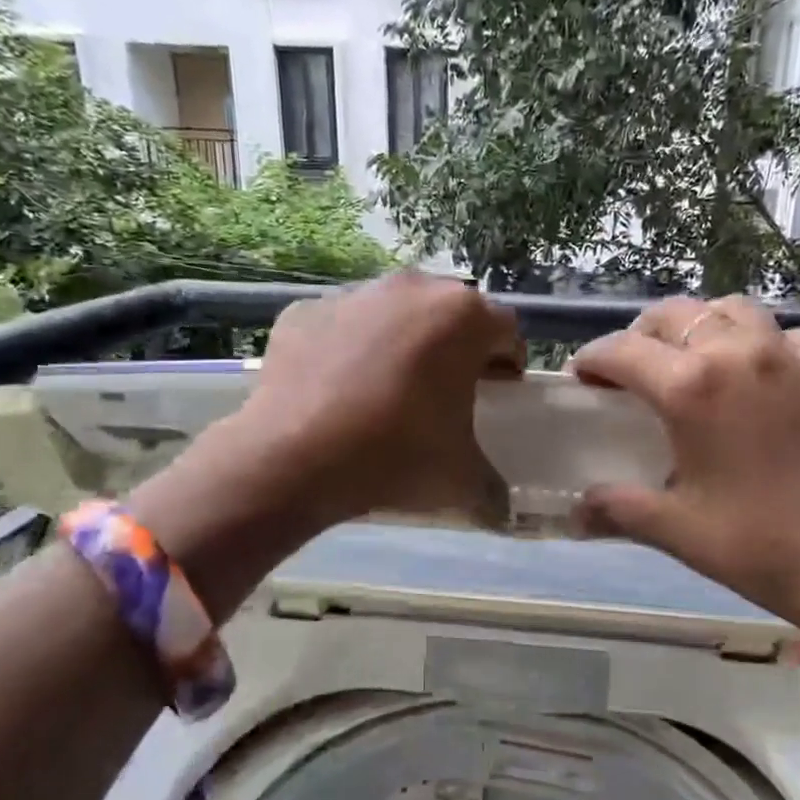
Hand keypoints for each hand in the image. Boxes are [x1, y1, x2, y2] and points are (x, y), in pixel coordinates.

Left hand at [229, 270, 524, 527]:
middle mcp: (412, 288)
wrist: (293, 458)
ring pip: (395, 313)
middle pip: (450, 314)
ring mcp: (354, 294)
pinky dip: (349, 349)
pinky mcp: (305, 310)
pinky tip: (339, 392)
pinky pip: (343, 326)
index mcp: (464, 317)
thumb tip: (503, 512)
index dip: (507, 364)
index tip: (495, 395)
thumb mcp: (461, 481)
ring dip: (402, 343)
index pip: (506, 331)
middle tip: (444, 395)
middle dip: (455, 348)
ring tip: (388, 393)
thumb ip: (493, 491)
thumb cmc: (396, 455)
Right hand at [570, 296, 799, 636]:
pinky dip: (765, 343)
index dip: (592, 359)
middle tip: (631, 370)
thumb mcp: (674, 529)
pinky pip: (790, 337)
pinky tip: (761, 375)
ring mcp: (791, 360)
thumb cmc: (755, 546)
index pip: (623, 350)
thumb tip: (575, 514)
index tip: (581, 378)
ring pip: (734, 310)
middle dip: (641, 334)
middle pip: (676, 314)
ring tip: (693, 360)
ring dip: (702, 325)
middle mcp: (739, 355)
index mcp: (691, 388)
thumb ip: (616, 509)